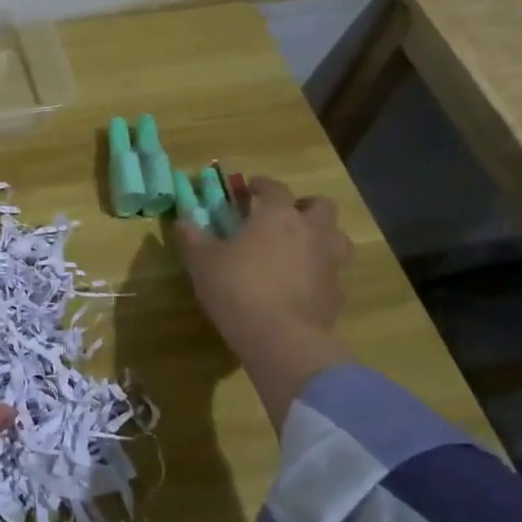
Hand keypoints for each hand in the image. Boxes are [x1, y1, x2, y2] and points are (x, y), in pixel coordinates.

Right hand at [174, 176, 353, 401]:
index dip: (262, 184)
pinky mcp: (337, 294)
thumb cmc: (237, 288)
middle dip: (304, 206)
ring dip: (322, 238)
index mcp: (278, 215)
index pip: (275, 187)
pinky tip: (302, 287)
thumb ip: (193, 236)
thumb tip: (183, 219)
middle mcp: (311, 231)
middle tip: (285, 217)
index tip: (250, 188)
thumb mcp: (202, 261)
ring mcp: (329, 263)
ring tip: (300, 250)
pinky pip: (333, 275)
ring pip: (337, 238)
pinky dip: (320, 275)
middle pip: (321, 206)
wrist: (280, 337)